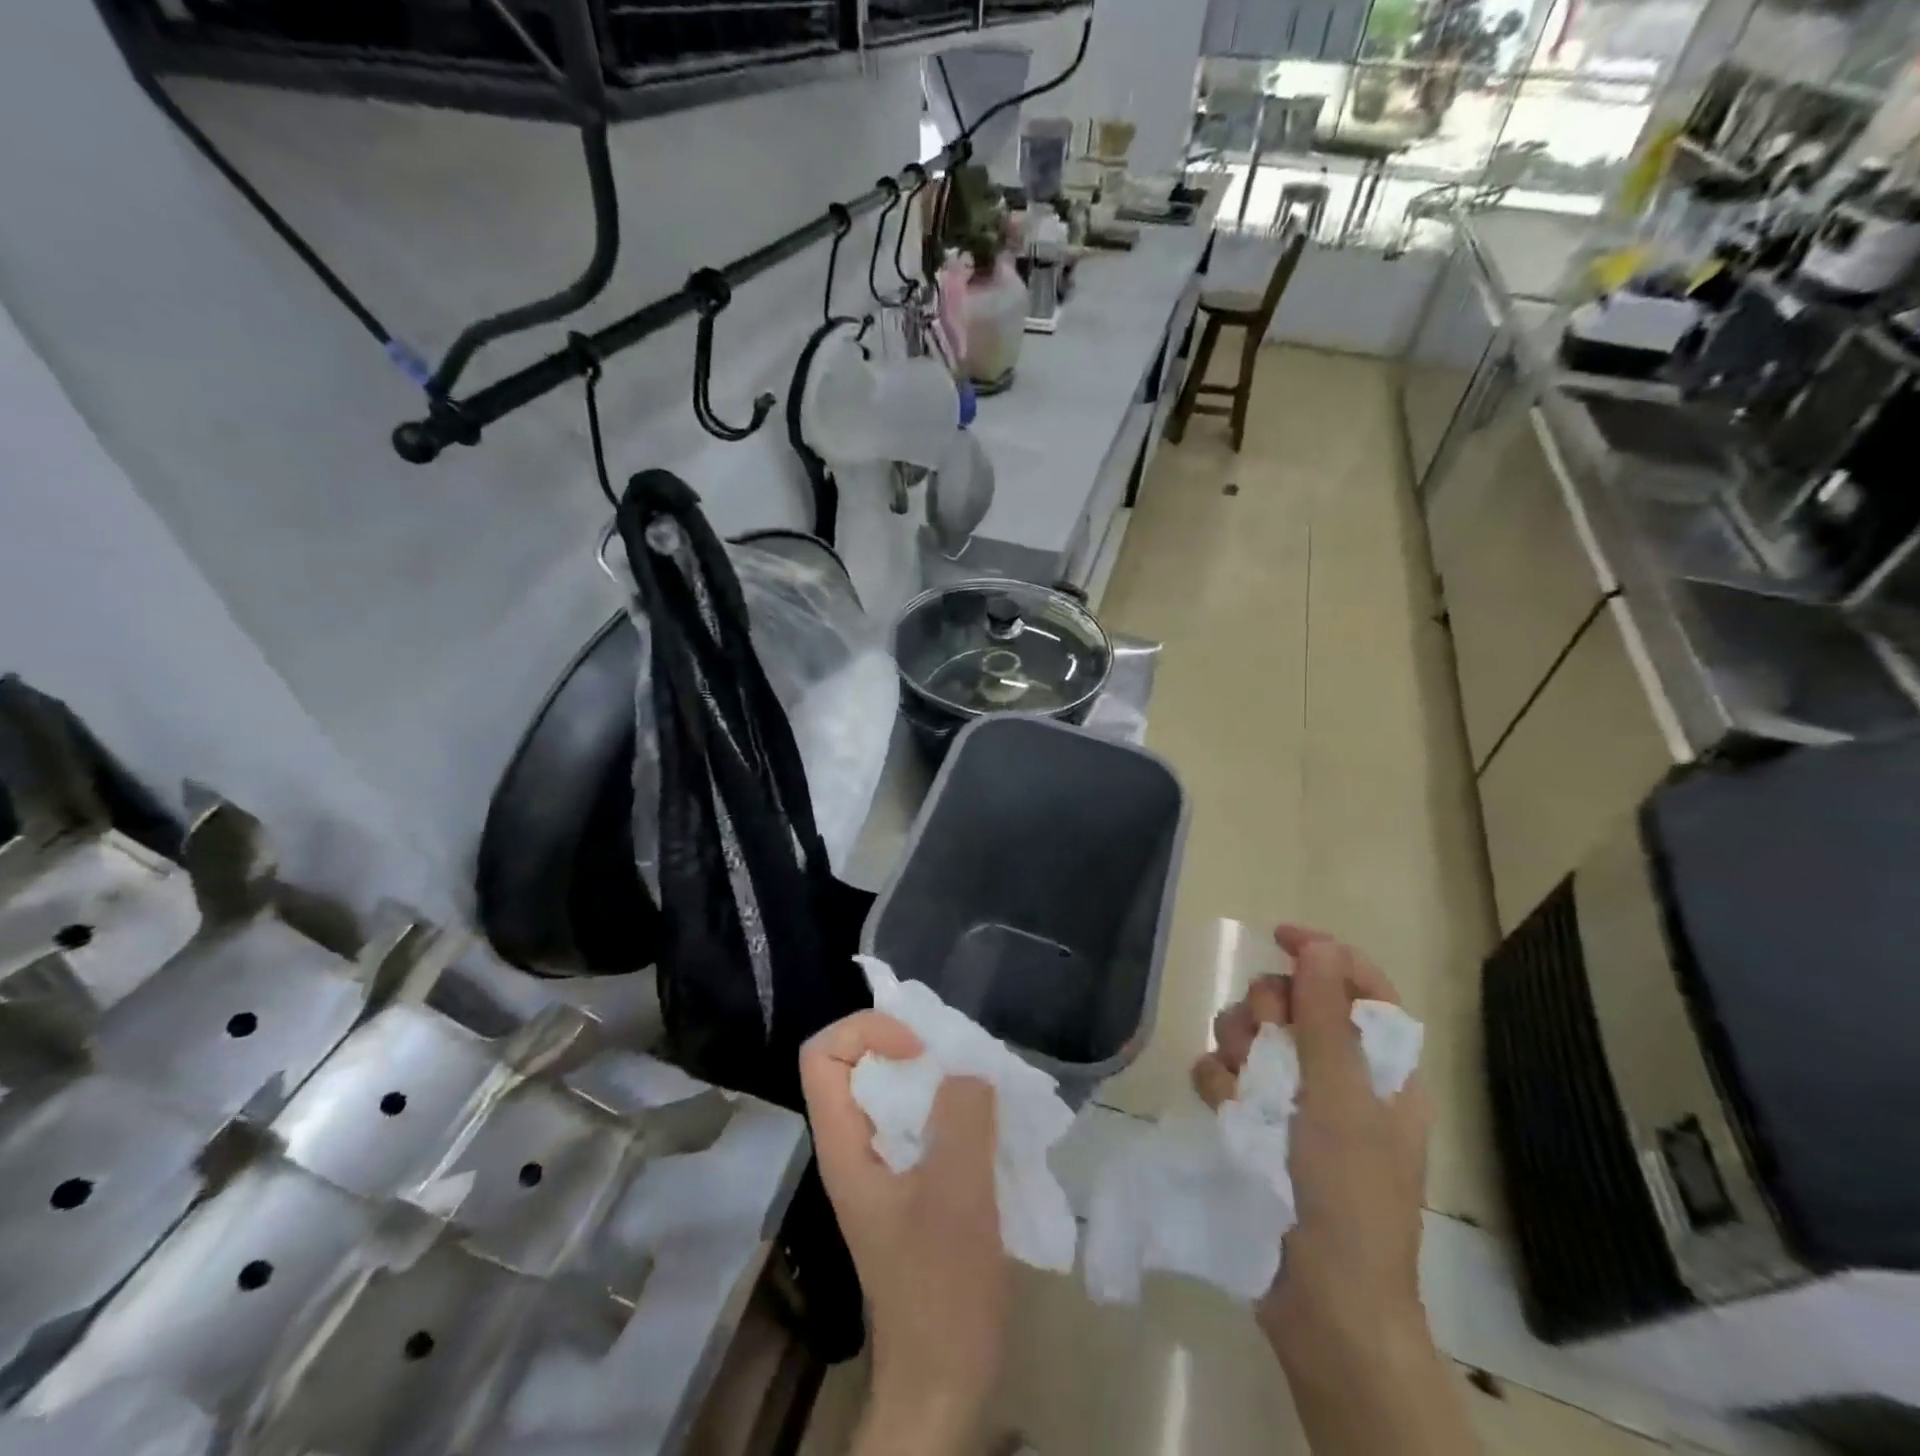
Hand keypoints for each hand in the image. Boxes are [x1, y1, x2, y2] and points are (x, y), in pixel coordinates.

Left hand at [800, 1012, 1007, 1452]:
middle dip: (910, 1046)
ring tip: (984, 1087)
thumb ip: (961, 1120)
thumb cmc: (941, 1289)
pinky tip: (992, 1124)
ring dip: (939, 1078)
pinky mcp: (914, 1185)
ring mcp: (885, 1167)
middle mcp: (856, 1147)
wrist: (946, 1379)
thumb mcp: (956, 1195)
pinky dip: (954, 1109)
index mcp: (844, 1146)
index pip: (823, 1055)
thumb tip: (968, 1071)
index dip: (866, 1033)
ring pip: (897, 1092)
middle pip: (861, 1064)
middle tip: (962, 1061)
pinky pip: (925, 1122)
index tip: (920, 1052)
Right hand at [1192, 925, 1431, 1375]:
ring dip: (1238, 1047)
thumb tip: (1317, 946)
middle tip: (1265, 1034)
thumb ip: (1325, 1019)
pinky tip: (1223, 1108)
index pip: (1358, 986)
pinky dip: (1219, 1084)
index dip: (1323, 954)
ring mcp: (1293, 1102)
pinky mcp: (1254, 1124)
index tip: (1278, 936)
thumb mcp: (1342, 1100)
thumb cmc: (1350, 1198)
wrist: (1322, 1304)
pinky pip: (1223, 1074)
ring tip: (1241, 1084)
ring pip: (1251, 1035)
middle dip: (1268, 1009)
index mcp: (1381, 1069)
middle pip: (1293, 1003)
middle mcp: (1338, 1077)